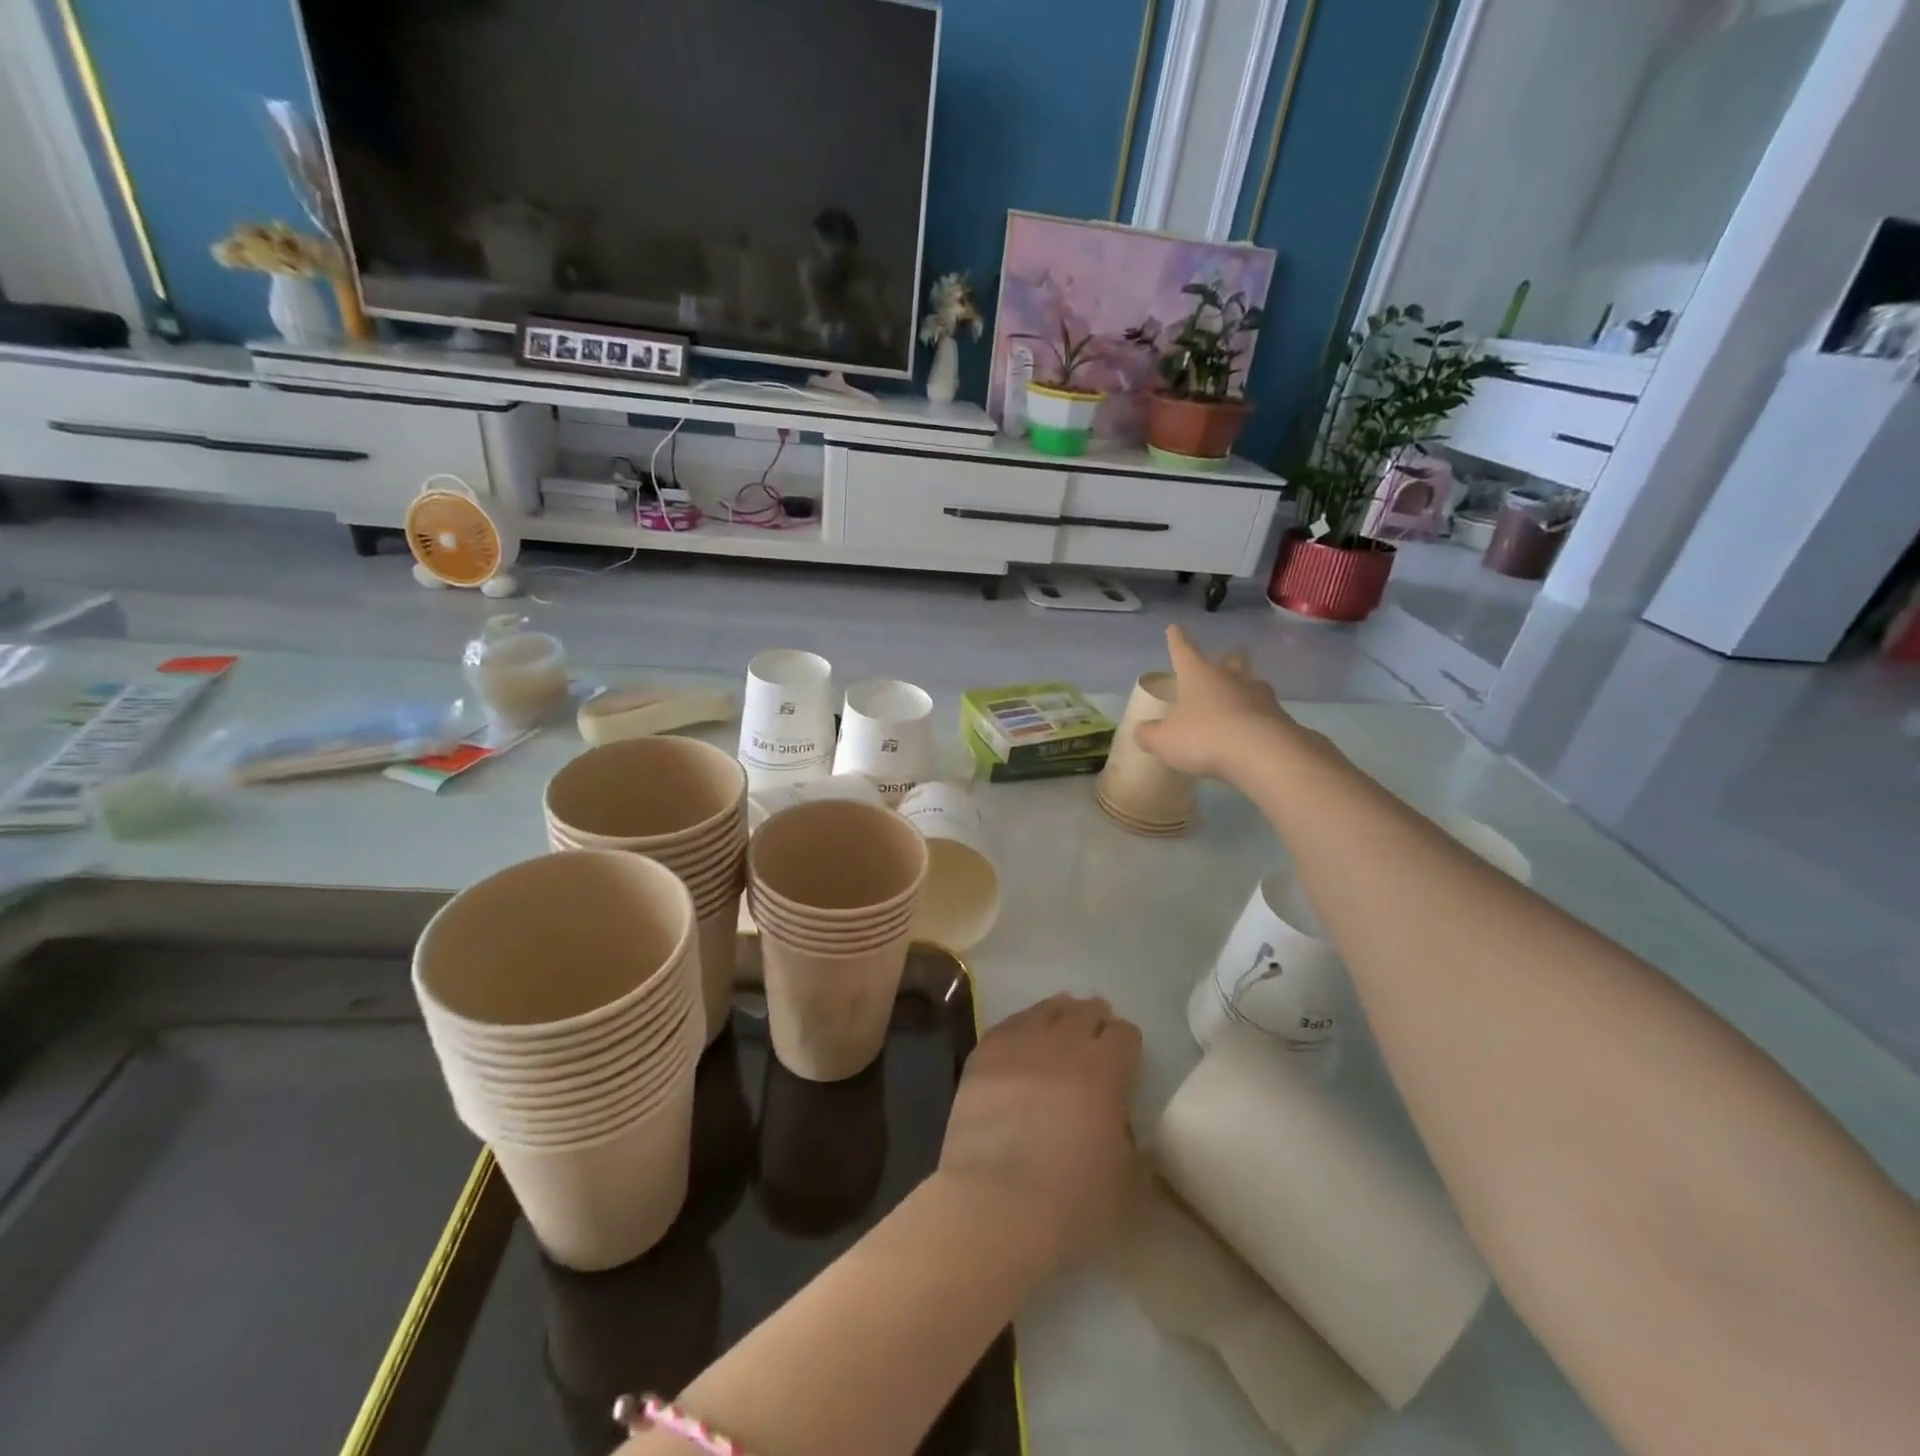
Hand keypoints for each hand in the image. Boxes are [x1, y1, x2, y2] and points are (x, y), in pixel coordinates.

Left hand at [938, 994, 1141, 1270]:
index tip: (1125, 1060)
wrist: (995, 1204)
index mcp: (1105, 1070)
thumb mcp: (1125, 1180)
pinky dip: (1020, 1030)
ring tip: (1057, 1030)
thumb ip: (1127, 1138)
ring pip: (1045, 1010)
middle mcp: (1063, 1044)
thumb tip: (1117, 1122)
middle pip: (1085, 1012)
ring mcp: (1019, 1044)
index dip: (1127, 1045)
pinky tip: (1020, 1043)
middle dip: (1094, 1021)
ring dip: (1058, 1017)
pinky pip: (1008, 1026)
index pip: (1124, 1034)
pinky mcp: (983, 1055)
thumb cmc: (1070, 1201)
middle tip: (1093, 1039)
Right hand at [1134, 626, 1292, 779]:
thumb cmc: (1204, 737)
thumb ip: (1149, 734)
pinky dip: (1257, 717)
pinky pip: (1265, 712)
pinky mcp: (1280, 718)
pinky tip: (1253, 729)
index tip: (1174, 628)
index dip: (1176, 640)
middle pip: (1230, 661)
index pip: (1183, 650)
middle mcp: (1230, 678)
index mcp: (1198, 675)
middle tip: (1228, 656)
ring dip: (1245, 687)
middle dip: (1227, 658)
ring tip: (1241, 696)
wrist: (1263, 754)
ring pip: (1251, 684)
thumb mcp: (1164, 741)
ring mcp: (1259, 696)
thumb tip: (1141, 730)